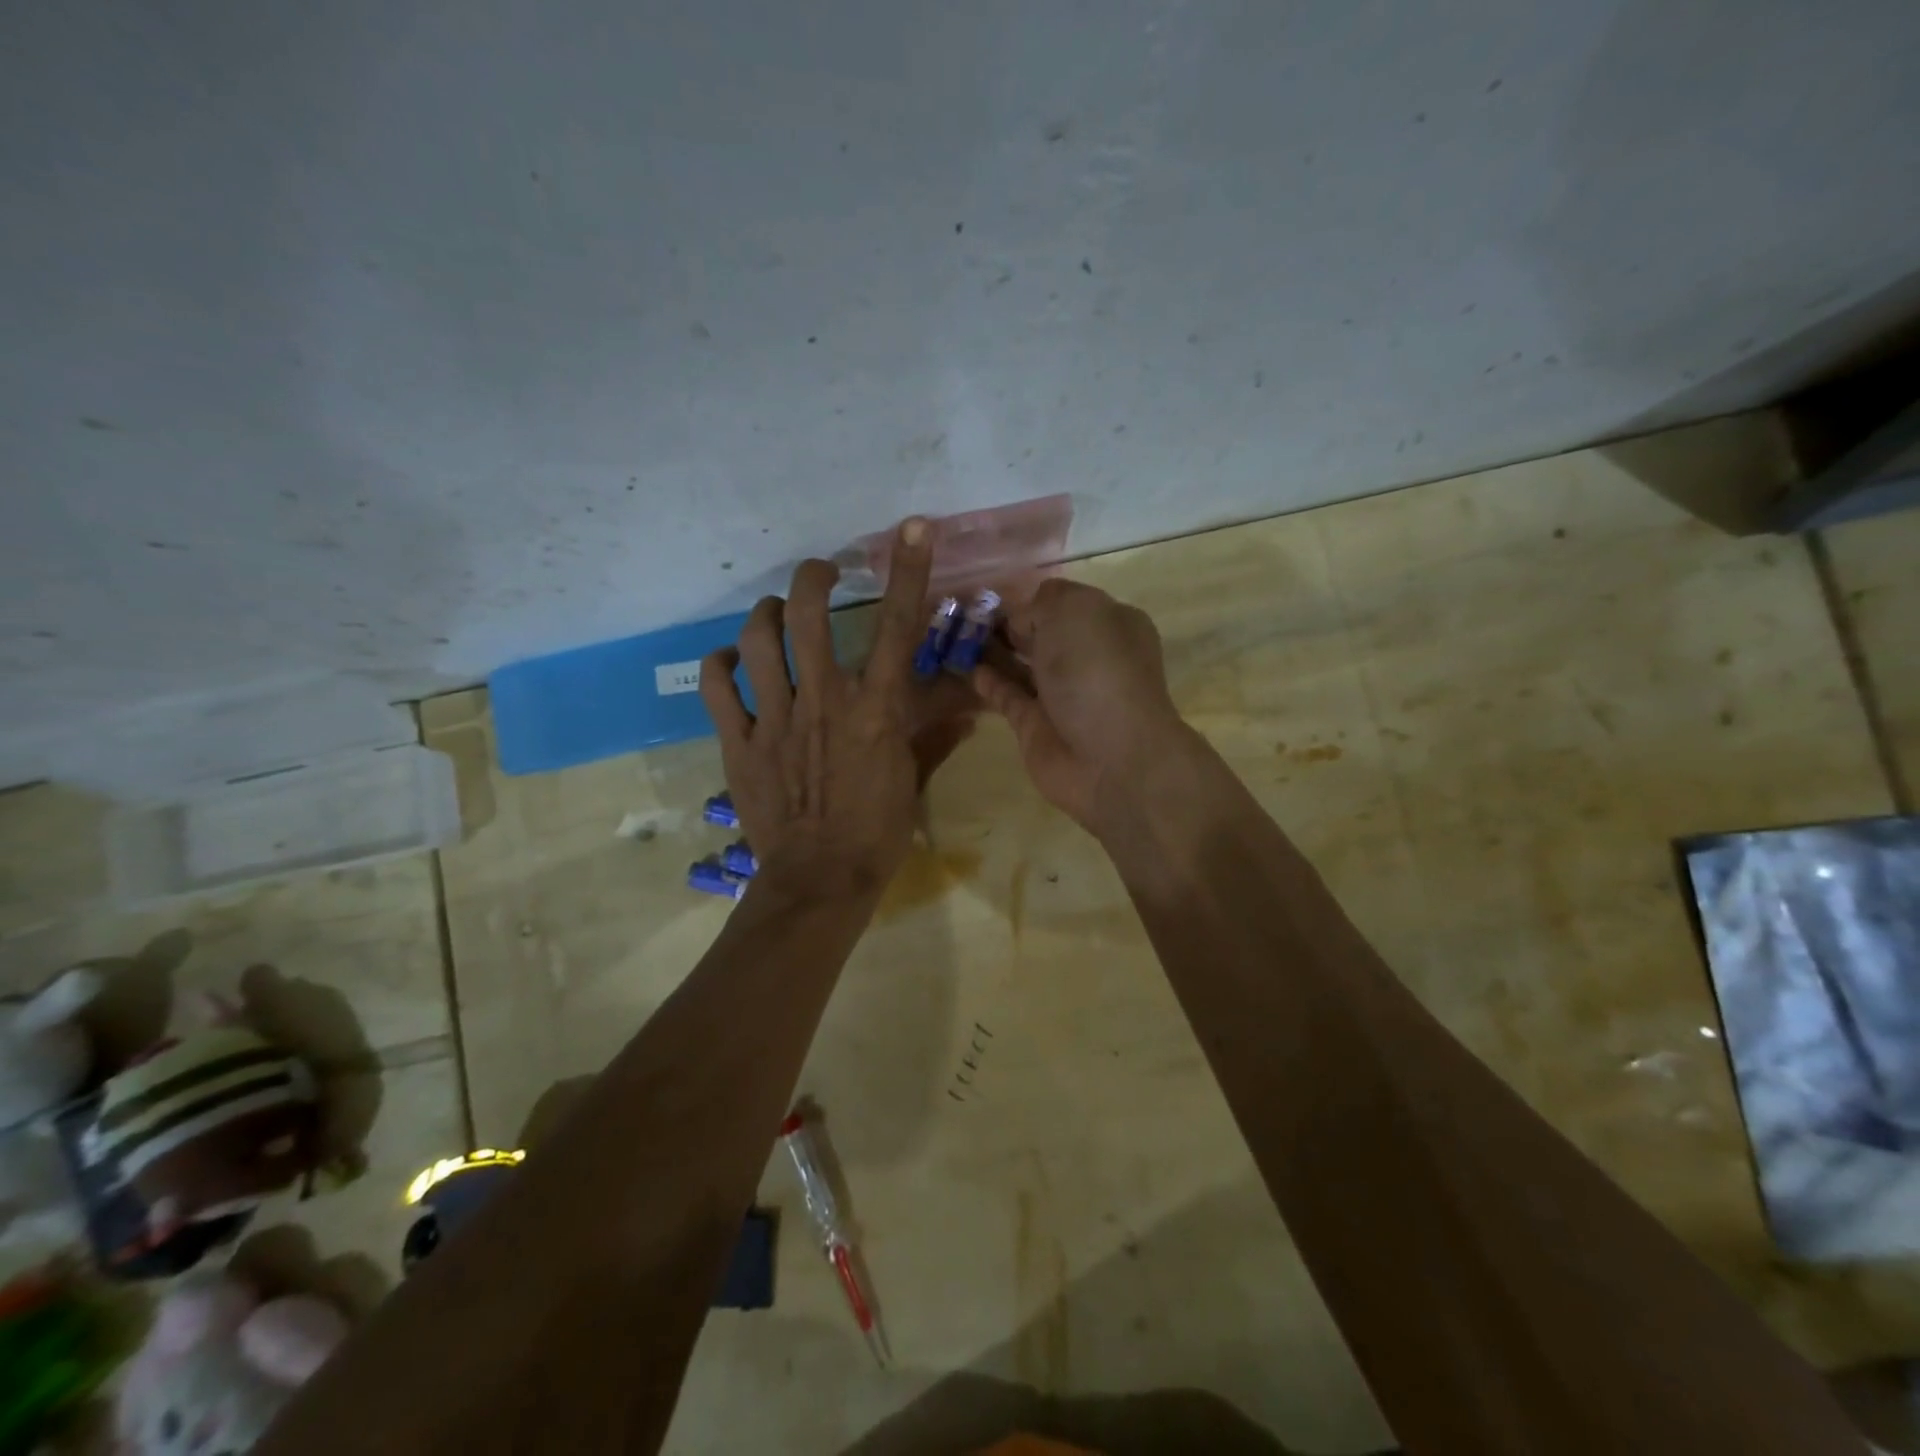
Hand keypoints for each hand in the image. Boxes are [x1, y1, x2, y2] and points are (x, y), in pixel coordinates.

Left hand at [700, 520, 973, 901]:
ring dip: (764, 615)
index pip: (898, 629)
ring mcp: (777, 719)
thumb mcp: (912, 781)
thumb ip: (934, 738)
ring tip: (771, 613)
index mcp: (875, 710)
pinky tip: (731, 661)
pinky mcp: (741, 742)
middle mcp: (825, 701)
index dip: (908, 572)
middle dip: (813, 579)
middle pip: (809, 617)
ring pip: (758, 641)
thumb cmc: (877, 833)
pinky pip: (719, 688)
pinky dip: (720, 664)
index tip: (911, 529)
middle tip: (819, 573)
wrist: (820, 879)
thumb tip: (968, 711)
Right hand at [971, 578, 1186, 833]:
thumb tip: (1020, 622)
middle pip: (1041, 633)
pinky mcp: (1036, 724)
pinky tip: (963, 667)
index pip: (1063, 601)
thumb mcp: (1073, 611)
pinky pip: (1007, 695)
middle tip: (962, 614)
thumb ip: (1041, 605)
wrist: (1110, 756)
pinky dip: (987, 681)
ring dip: (991, 650)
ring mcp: (1061, 693)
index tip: (992, 594)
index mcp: (1108, 623)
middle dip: (1007, 624)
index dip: (1030, 598)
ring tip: (953, 636)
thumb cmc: (1097, 670)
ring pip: (1021, 664)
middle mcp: (1087, 657)